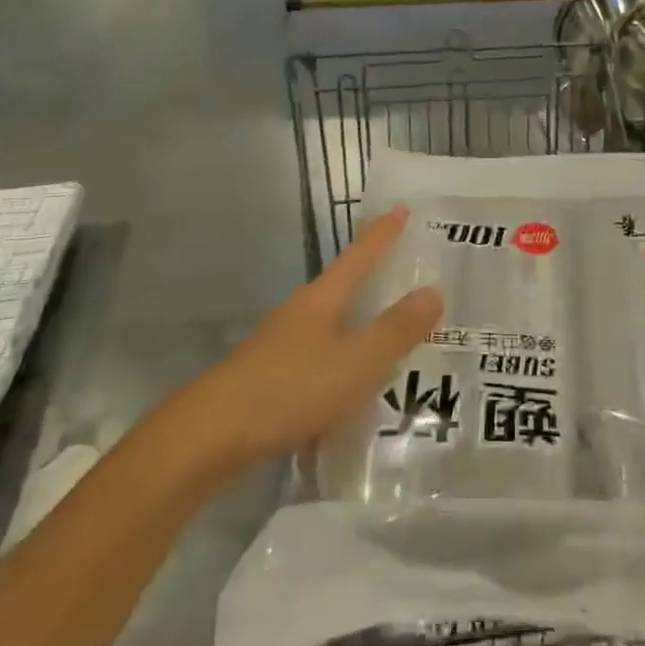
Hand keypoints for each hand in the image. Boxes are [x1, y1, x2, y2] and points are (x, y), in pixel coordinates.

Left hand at [190, 207, 441, 467]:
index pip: (360, 255)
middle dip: (374, 282)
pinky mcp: (270, 380)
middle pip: (344, 288)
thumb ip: (397, 330)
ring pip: (332, 330)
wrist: (211, 437)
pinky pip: (319, 365)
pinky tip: (353, 401)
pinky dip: (342, 372)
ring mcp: (282, 347)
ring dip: (360, 331)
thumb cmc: (290, 388)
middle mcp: (302, 314)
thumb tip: (433, 291)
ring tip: (392, 345)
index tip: (400, 208)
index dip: (382, 234)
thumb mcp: (356, 361)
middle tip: (408, 277)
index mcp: (323, 300)